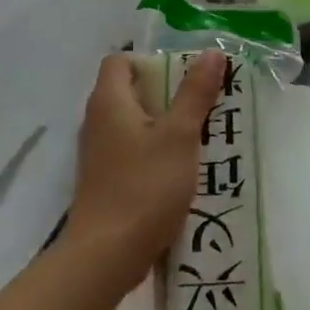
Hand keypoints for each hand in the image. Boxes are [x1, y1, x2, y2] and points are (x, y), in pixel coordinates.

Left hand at [66, 51, 226, 287]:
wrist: (106, 256)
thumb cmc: (144, 186)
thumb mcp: (180, 135)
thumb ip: (195, 93)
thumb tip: (212, 53)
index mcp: (109, 102)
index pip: (120, 61)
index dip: (151, 61)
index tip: (184, 76)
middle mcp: (97, 122)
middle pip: (130, 91)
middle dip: (168, 93)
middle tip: (203, 103)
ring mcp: (99, 154)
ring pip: (134, 124)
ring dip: (165, 125)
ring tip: (201, 135)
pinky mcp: (105, 181)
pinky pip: (132, 151)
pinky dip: (155, 152)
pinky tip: (182, 169)